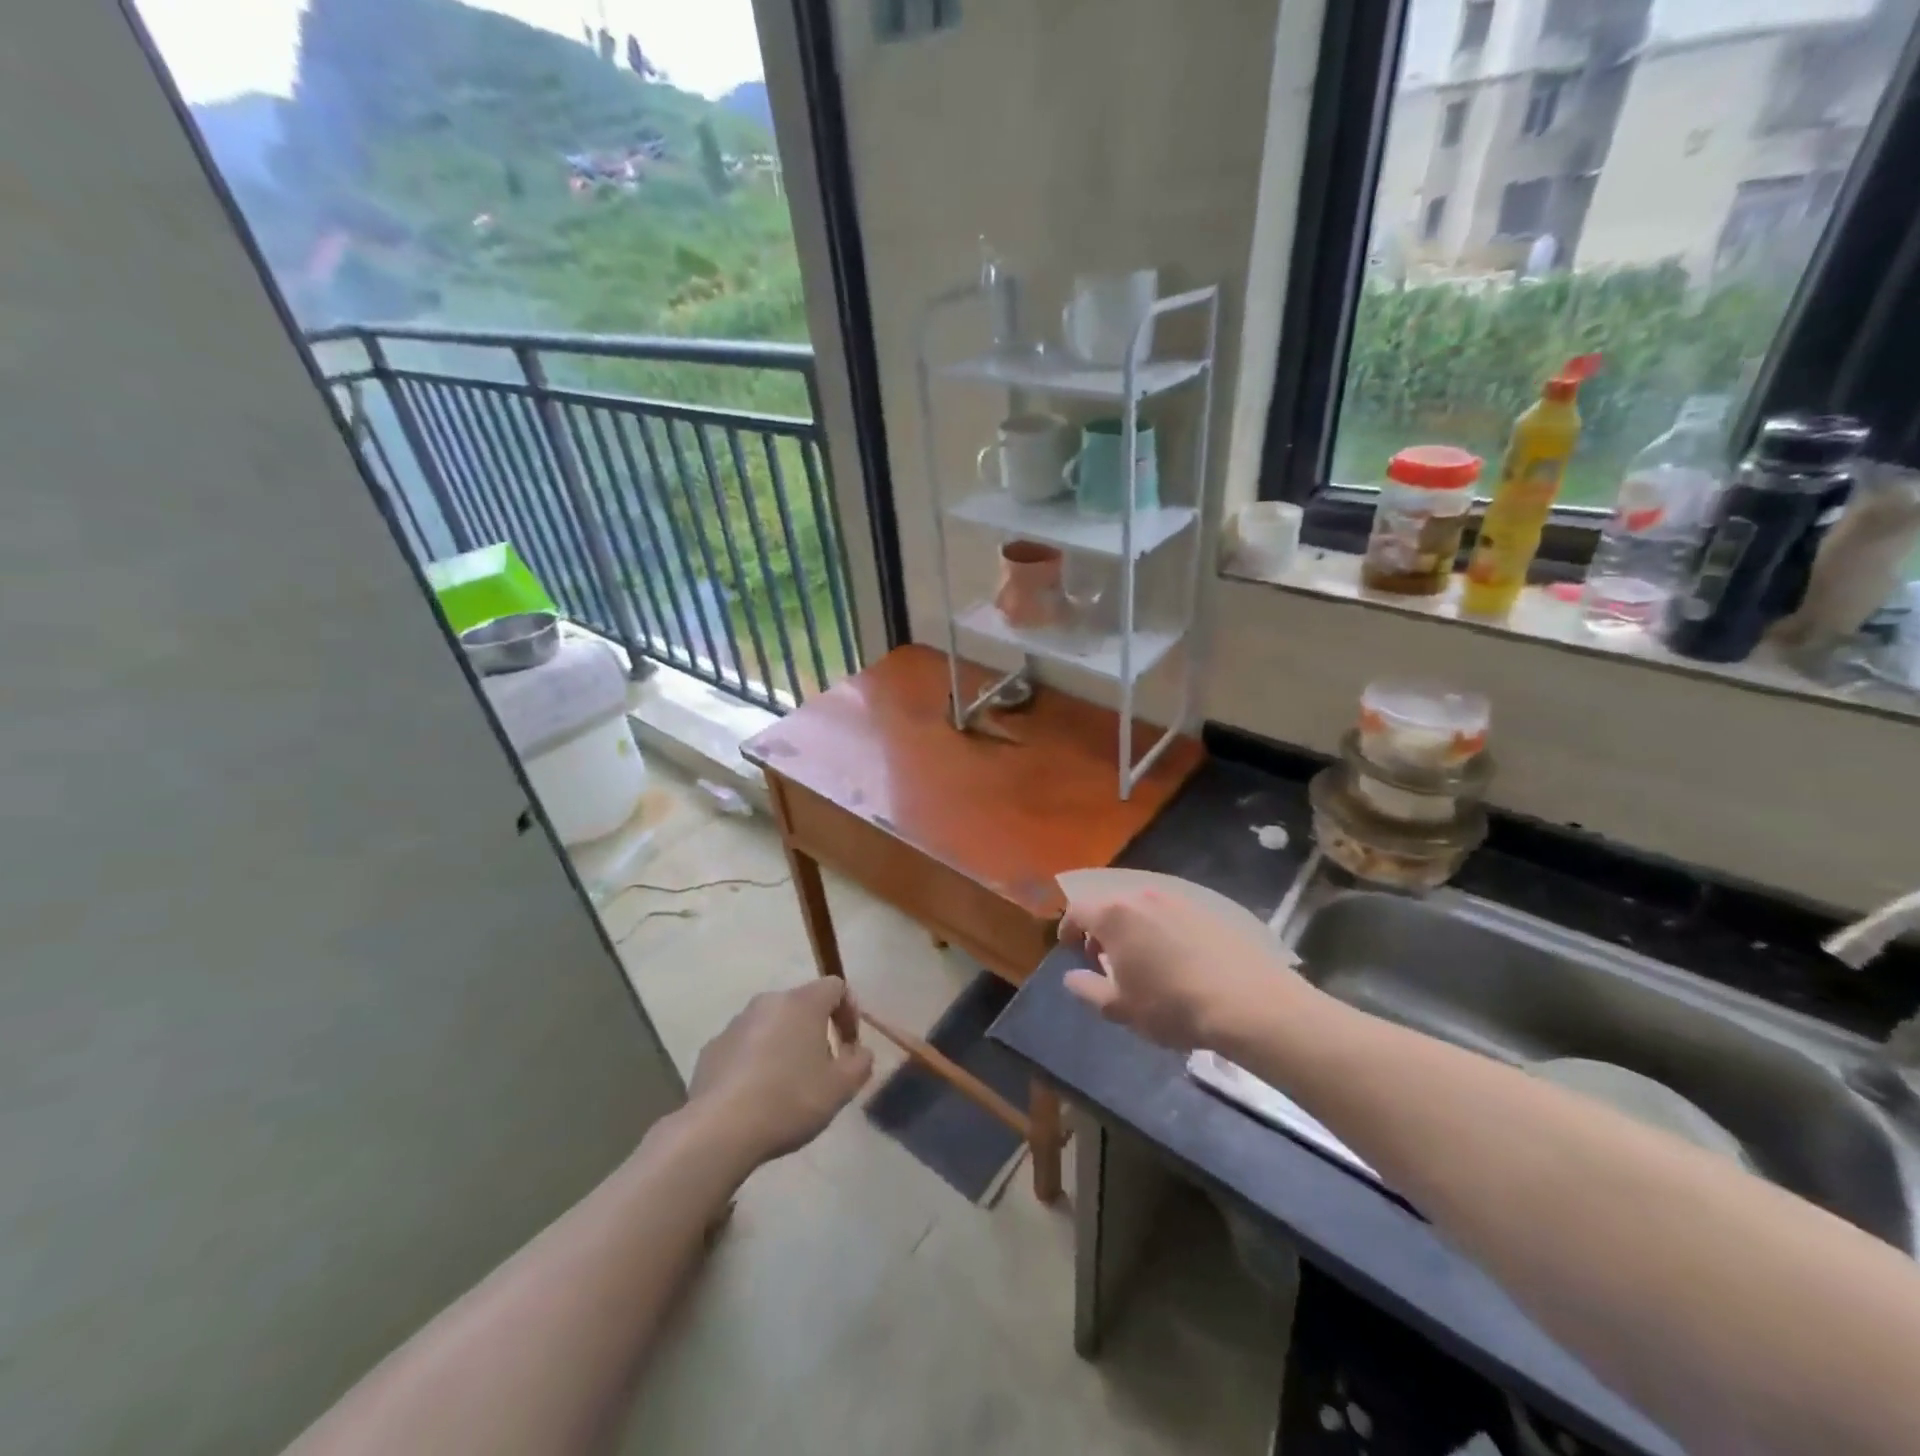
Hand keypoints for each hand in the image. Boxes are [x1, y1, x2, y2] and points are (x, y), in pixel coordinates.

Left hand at [687, 979, 874, 1164]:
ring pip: (771, 1025)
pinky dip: (755, 1061)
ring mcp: (735, 1023)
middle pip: (801, 1005)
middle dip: (816, 1031)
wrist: (719, 1129)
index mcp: (802, 1003)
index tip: (850, 1046)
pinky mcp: (711, 1048)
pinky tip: (755, 1095)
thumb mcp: (840, 1088)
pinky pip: (744, 1046)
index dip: (849, 1012)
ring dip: (784, 1044)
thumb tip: (859, 1053)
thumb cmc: (789, 1100)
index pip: (835, 986)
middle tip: (821, 1068)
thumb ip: (860, 1064)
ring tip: (787, 1085)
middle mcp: (768, 1002)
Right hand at [1061, 886, 1312, 1051]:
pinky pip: (1171, 914)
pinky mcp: (1208, 910)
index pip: (1077, 911)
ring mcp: (1178, 900)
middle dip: (1100, 930)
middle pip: (1110, 906)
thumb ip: (1088, 989)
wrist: (1247, 1002)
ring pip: (1142, 909)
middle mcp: (1143, 897)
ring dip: (1132, 929)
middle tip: (1103, 960)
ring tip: (1141, 961)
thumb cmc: (1171, 1006)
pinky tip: (1176, 959)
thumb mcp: (1120, 1008)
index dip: (1068, 929)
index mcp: (1114, 915)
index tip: (1069, 950)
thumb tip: (1071, 977)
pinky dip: (1162, 930)